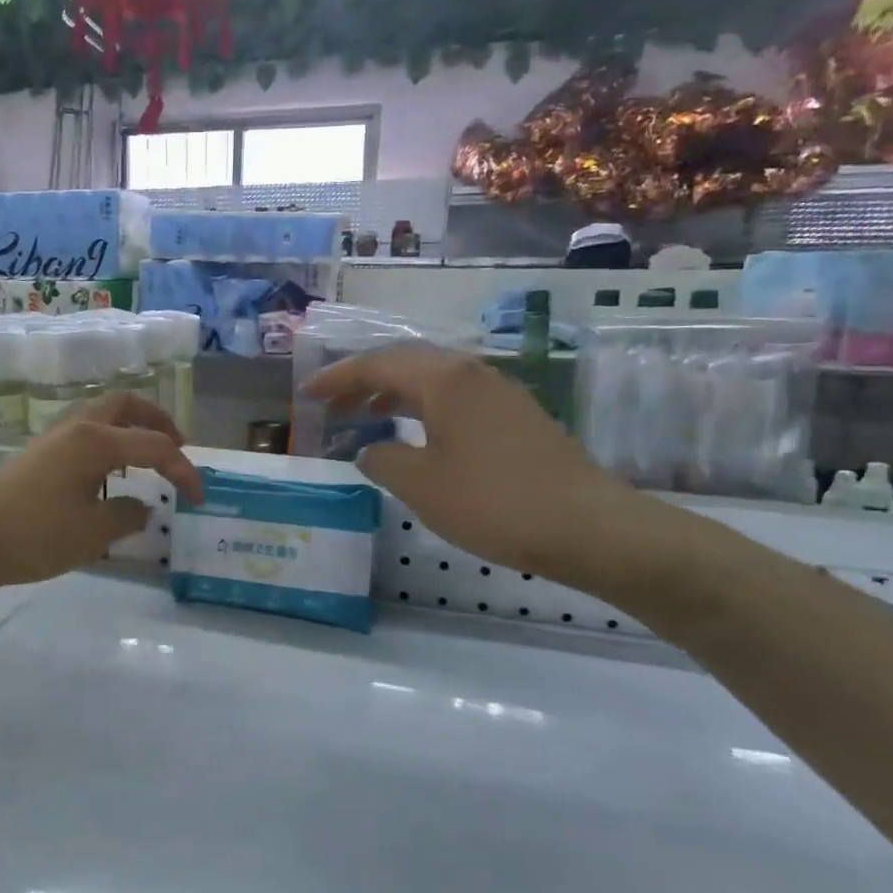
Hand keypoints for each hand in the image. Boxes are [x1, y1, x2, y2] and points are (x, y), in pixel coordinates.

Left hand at [0, 392, 203, 590]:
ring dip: (131, 429)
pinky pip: (85, 434)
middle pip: (126, 405)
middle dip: (158, 421)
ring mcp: (53, 438)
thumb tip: (143, 507)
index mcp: (96, 441)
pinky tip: (108, 477)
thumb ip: (128, 516)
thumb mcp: (92, 534)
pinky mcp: (38, 454)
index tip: (199, 498)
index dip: (183, 469)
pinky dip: (109, 443)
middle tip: (177, 448)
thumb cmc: (34, 535)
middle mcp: (77, 428)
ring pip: (102, 416)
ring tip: (146, 461)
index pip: (154, 445)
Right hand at [303, 346, 645, 584]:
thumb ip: (383, 459)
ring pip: (433, 381)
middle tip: (331, 405)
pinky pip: (455, 399)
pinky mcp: (517, 416)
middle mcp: (472, 373)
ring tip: (364, 417)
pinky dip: (423, 409)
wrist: (587, 526)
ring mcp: (500, 393)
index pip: (377, 365)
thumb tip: (372, 450)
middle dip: (363, 383)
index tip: (306, 393)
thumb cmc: (492, 501)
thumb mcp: (420, 485)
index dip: (337, 378)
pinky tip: (416, 436)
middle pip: (405, 365)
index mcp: (444, 380)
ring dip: (393, 396)